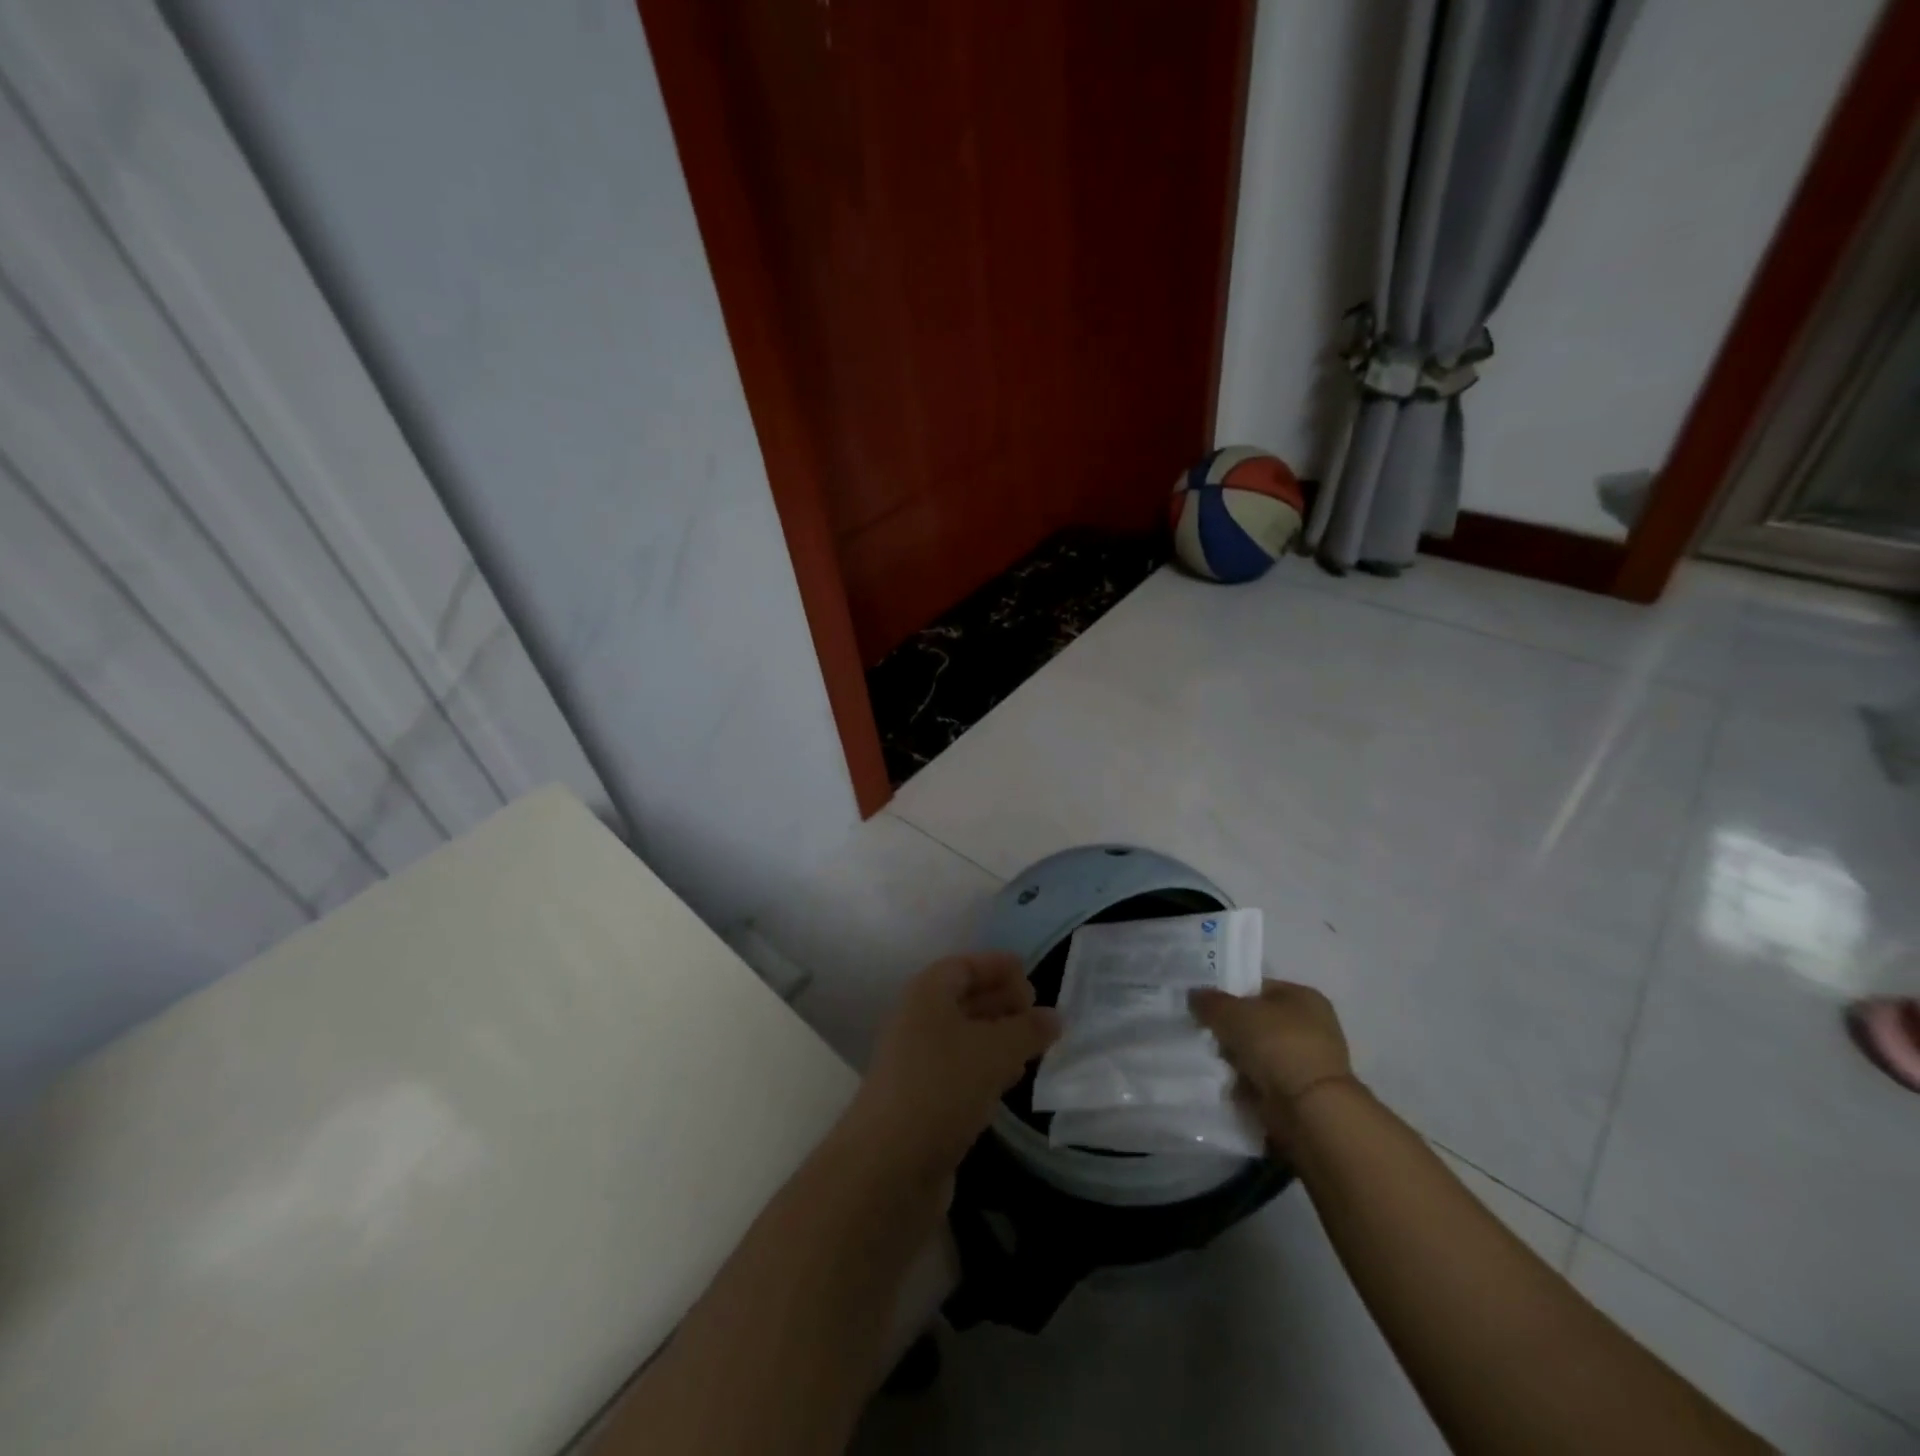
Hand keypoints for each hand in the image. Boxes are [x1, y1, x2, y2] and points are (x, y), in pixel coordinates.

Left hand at [847, 953, 1060, 1179]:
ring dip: (998, 1038)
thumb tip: (1055, 1016)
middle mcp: (917, 1022)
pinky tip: (1012, 1080)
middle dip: (1002, 1001)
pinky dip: (988, 1068)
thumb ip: (1028, 1030)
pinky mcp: (924, 1101)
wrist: (888, 1167)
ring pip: (965, 1038)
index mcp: (926, 995)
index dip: (997, 966)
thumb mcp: (995, 1051)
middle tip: (1040, 1013)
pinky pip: (961, 1071)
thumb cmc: (942, 1087)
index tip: (1031, 975)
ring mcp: (918, 1063)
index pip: (964, 966)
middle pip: (964, 1000)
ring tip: (1035, 1045)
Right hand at [1189, 980, 1357, 1143]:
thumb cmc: (1276, 1045)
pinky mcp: (1303, 1093)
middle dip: (1232, 1032)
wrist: (1309, 1108)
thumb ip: (1210, 1002)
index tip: (1207, 1009)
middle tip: (1209, 1037)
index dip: (1231, 995)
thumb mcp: (1232, 1013)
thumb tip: (1195, 996)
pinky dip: (1249, 1084)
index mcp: (1303, 996)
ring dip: (1239, 1060)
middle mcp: (1313, 1025)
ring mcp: (1310, 1061)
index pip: (1258, 988)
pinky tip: (1231, 1085)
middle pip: (1258, 1022)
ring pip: (1259, 1053)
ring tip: (1217, 1063)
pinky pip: (1265, 1080)